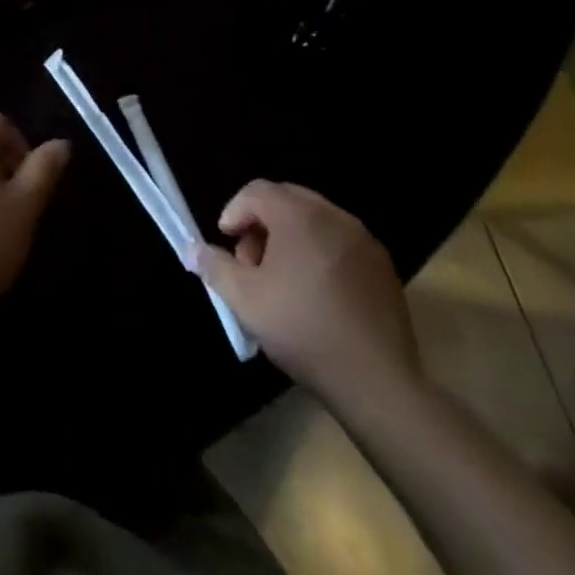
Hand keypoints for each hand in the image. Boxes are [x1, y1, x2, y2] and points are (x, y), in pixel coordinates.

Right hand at [197, 181, 419, 409]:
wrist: (378, 383)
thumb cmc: (303, 330)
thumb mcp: (246, 300)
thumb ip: (215, 267)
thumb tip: (192, 250)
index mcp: (300, 216)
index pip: (257, 191)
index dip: (235, 211)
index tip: (226, 242)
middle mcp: (334, 217)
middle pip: (287, 200)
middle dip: (261, 224)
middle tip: (251, 262)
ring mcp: (363, 241)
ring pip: (315, 221)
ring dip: (290, 237)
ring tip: (282, 280)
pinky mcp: (383, 267)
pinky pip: (340, 243)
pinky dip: (319, 253)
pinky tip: (316, 293)